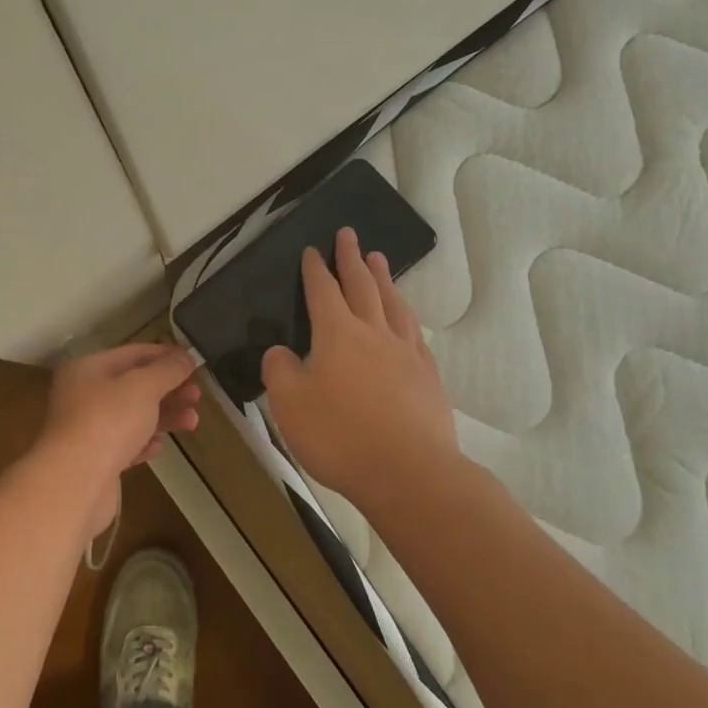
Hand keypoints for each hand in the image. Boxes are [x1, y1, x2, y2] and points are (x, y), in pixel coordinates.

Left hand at [38, 344, 199, 535]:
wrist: (77, 482)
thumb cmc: (109, 420)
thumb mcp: (144, 386)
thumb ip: (167, 370)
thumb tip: (186, 357)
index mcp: (87, 369)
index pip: (132, 353)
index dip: (164, 355)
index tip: (193, 362)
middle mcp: (82, 395)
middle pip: (133, 386)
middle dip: (168, 389)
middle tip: (197, 395)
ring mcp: (86, 430)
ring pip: (132, 417)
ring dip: (163, 417)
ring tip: (193, 422)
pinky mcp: (94, 461)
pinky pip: (124, 445)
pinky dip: (144, 443)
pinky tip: (160, 447)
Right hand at [261, 228, 458, 507]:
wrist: (410, 473)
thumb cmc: (340, 437)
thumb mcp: (289, 405)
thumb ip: (279, 371)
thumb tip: (280, 352)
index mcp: (337, 334)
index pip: (323, 291)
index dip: (316, 269)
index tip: (313, 250)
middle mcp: (374, 333)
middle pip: (363, 286)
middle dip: (352, 259)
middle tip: (349, 234)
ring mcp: (406, 353)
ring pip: (394, 304)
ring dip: (383, 279)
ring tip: (379, 260)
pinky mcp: (428, 377)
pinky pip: (415, 334)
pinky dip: (406, 317)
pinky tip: (406, 320)